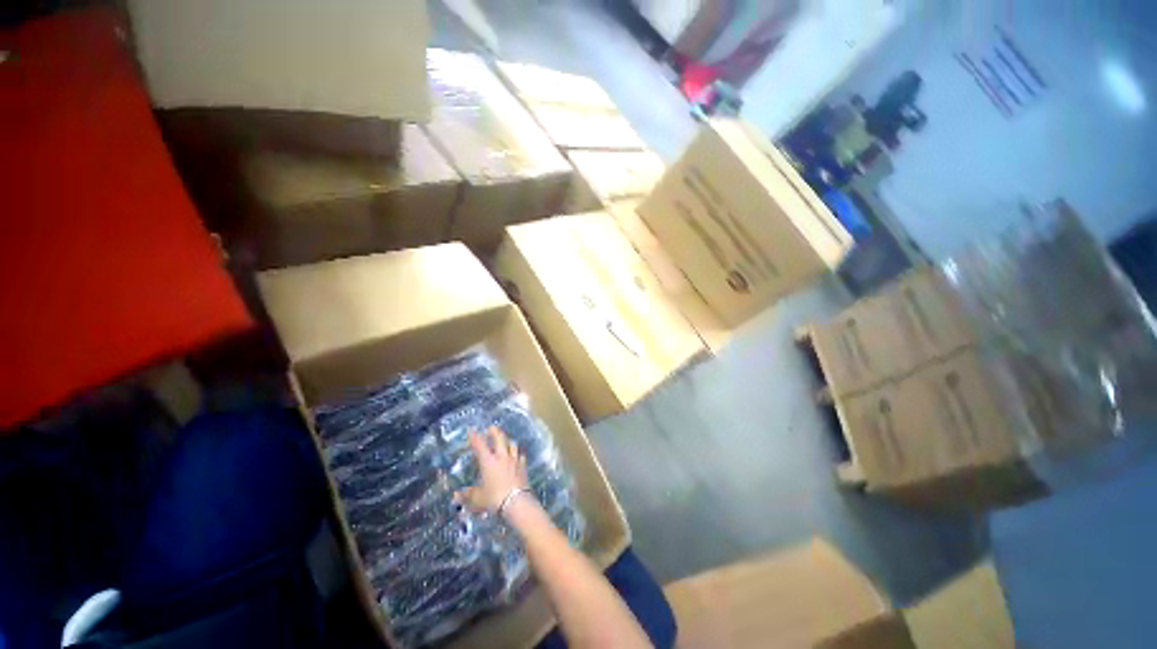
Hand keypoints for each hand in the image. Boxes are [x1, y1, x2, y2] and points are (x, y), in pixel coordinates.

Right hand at [456, 426, 530, 513]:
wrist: (517, 502)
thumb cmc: (494, 499)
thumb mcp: (478, 499)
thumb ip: (468, 495)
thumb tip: (456, 496)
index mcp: (488, 462)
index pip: (480, 445)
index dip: (475, 437)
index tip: (472, 431)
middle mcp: (501, 457)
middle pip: (499, 438)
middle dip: (494, 431)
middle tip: (491, 428)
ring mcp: (514, 460)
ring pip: (512, 444)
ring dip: (507, 440)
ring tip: (505, 440)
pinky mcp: (523, 466)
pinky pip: (520, 455)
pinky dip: (517, 453)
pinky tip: (517, 455)